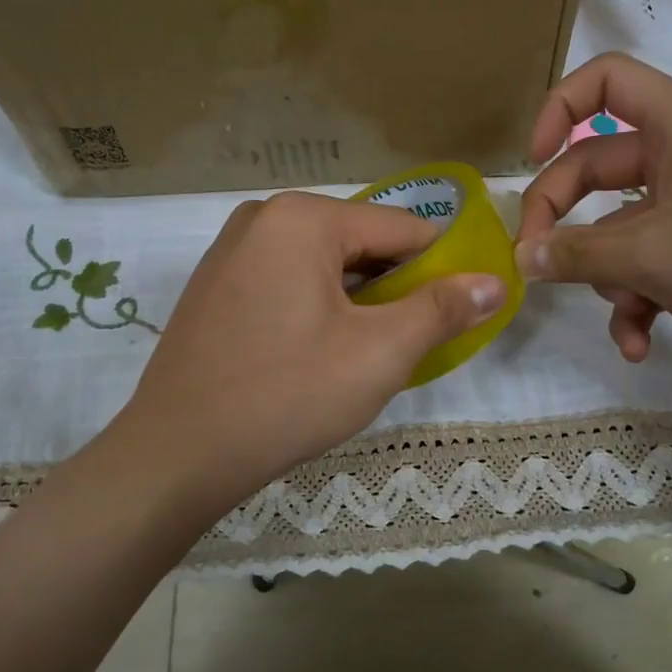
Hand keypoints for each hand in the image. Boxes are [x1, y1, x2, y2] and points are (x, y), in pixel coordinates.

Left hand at [109, 192, 505, 515]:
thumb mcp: (379, 354)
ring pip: (324, 266)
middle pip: (361, 244)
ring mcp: (231, 251)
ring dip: (358, 303)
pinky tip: (318, 355)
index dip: (442, 269)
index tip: (458, 313)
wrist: (177, 454)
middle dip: (395, 290)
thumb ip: (442, 310)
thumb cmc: (286, 396)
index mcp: (303, 218)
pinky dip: (318, 309)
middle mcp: (263, 218)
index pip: (403, 228)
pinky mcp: (216, 285)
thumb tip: (494, 283)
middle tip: (409, 345)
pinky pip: (288, 282)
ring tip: (365, 355)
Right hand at [515, 52, 671, 373]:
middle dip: (563, 223)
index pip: (605, 80)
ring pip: (620, 229)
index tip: (531, 162)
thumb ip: (576, 254)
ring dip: (608, 279)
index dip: (558, 109)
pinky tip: (640, 343)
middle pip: (595, 168)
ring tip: (626, 319)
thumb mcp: (651, 257)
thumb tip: (521, 257)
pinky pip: (651, 262)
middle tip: (535, 265)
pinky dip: (639, 299)